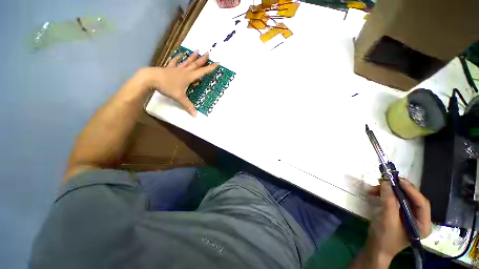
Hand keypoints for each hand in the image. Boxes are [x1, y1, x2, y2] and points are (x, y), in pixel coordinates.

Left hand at [139, 51, 218, 116]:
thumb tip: (196, 115)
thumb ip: (188, 106)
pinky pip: (175, 61)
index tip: (217, 63)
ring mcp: (177, 68)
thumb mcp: (180, 98)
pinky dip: (178, 57)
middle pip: (195, 64)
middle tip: (208, 53)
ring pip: (187, 61)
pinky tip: (180, 54)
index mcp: (189, 77)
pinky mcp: (170, 68)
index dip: (210, 68)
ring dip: (192, 57)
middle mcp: (184, 71)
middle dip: (203, 60)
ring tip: (197, 50)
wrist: (151, 78)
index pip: (202, 72)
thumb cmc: (167, 87)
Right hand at [367, 179, 431, 260]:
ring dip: (388, 191)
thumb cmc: (384, 238)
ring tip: (374, 188)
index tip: (398, 180)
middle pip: (411, 199)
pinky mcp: (398, 214)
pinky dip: (384, 195)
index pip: (421, 203)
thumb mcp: (387, 219)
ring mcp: (408, 216)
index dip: (411, 190)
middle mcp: (418, 219)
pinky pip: (394, 201)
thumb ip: (389, 201)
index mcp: (422, 224)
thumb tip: (386, 182)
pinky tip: (375, 193)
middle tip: (385, 180)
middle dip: (397, 189)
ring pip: (401, 198)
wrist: (375, 248)